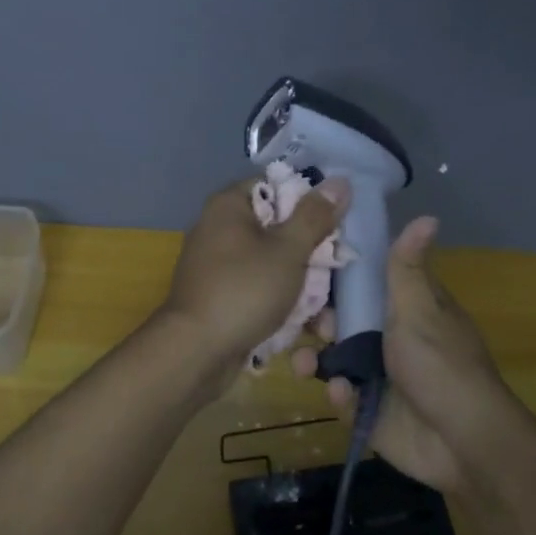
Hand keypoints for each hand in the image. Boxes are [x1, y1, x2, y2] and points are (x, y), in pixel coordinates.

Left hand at [161, 172, 350, 368]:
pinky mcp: (222, 297)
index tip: (335, 225)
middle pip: (279, 229)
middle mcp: (220, 229)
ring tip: (326, 317)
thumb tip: (339, 181)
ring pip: (274, 265)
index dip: (309, 202)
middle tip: (335, 273)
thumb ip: (315, 216)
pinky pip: (260, 290)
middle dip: (311, 255)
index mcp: (229, 206)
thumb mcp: (288, 250)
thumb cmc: (244, 290)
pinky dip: (282, 304)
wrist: (196, 353)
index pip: (276, 186)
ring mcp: (219, 266)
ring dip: (303, 287)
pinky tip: (305, 327)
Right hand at [291, 216, 514, 493]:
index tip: (302, 267)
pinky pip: (342, 394)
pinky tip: (342, 394)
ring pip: (334, 358)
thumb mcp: (420, 309)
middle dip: (317, 322)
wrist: (462, 441)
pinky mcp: (370, 410)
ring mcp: (378, 374)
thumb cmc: (440, 365)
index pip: (363, 283)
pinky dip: (339, 393)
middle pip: (341, 320)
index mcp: (404, 309)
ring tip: (302, 364)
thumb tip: (427, 215)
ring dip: (315, 358)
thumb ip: (407, 267)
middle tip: (300, 323)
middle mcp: (389, 337)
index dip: (334, 276)